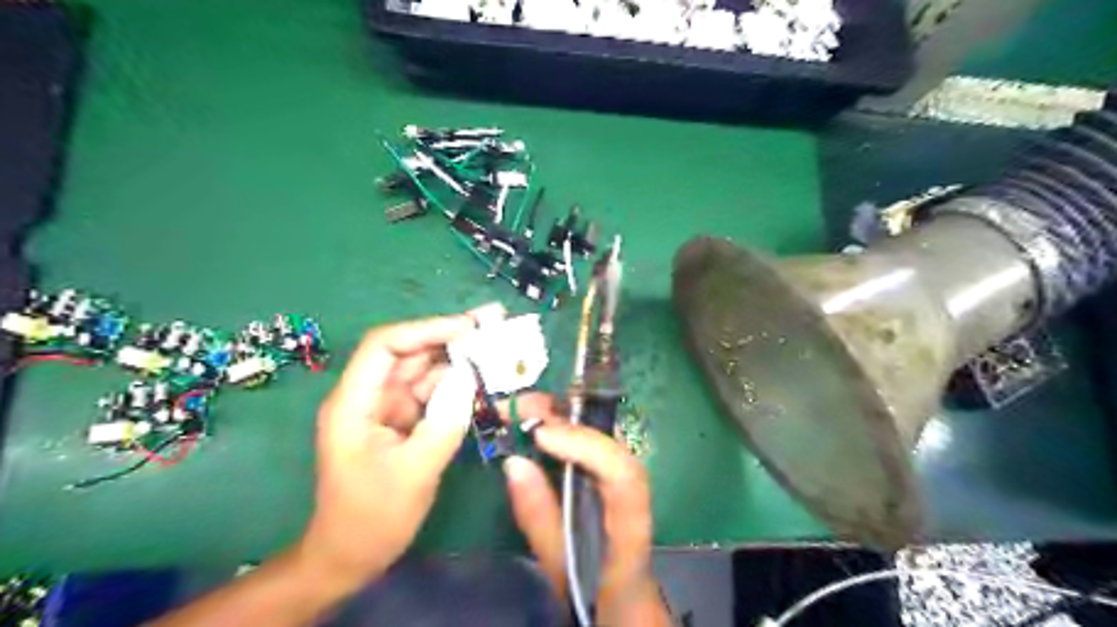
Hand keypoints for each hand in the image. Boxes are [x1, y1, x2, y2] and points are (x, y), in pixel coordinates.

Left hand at [297, 311, 493, 589]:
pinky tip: (485, 377)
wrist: (351, 557)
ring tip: (498, 345)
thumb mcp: (413, 473)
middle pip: (409, 352)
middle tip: (495, 323)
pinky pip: (433, 394)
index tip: (469, 327)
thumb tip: (469, 377)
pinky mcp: (404, 421)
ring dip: (460, 358)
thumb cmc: (372, 518)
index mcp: (354, 403)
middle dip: (451, 336)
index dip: (426, 329)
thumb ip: (443, 423)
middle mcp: (370, 396)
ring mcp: (387, 408)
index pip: (385, 347)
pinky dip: (458, 385)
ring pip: (425, 371)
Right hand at [500, 394, 669, 623]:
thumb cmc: (600, 597)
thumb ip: (540, 520)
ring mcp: (632, 482)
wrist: (630, 607)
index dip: (585, 447)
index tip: (541, 435)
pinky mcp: (617, 477)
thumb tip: (514, 461)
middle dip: (568, 420)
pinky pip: (595, 445)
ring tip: (525, 408)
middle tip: (521, 408)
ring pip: (607, 439)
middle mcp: (639, 496)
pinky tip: (541, 421)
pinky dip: (567, 428)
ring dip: (566, 418)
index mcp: (631, 532)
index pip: (623, 477)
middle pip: (614, 445)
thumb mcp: (561, 570)